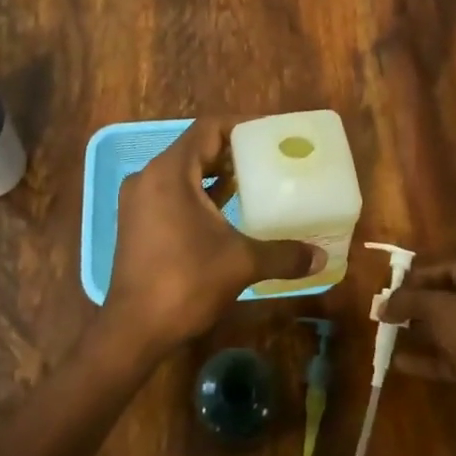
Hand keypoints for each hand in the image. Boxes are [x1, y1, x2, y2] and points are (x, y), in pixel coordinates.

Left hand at [103, 117, 323, 359]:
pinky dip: (199, 193)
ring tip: (254, 180)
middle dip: (231, 150)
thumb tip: (321, 258)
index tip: (270, 133)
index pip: (207, 129)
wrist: (134, 330)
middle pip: (195, 148)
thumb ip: (283, 254)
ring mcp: (139, 200)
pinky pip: (172, 192)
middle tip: (269, 156)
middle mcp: (149, 177)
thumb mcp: (241, 263)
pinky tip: (227, 210)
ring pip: (183, 172)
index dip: (240, 125)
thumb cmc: (185, 283)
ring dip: (215, 173)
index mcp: (170, 172)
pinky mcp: (137, 222)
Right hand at [377, 262, 455, 418]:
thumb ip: (407, 301)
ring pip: (441, 330)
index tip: (396, 284)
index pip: (448, 270)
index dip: (422, 275)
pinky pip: (442, 358)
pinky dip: (422, 359)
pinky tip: (397, 361)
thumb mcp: (437, 307)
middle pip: (443, 300)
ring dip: (416, 331)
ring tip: (386, 330)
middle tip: (387, 308)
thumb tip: (381, 305)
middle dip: (414, 304)